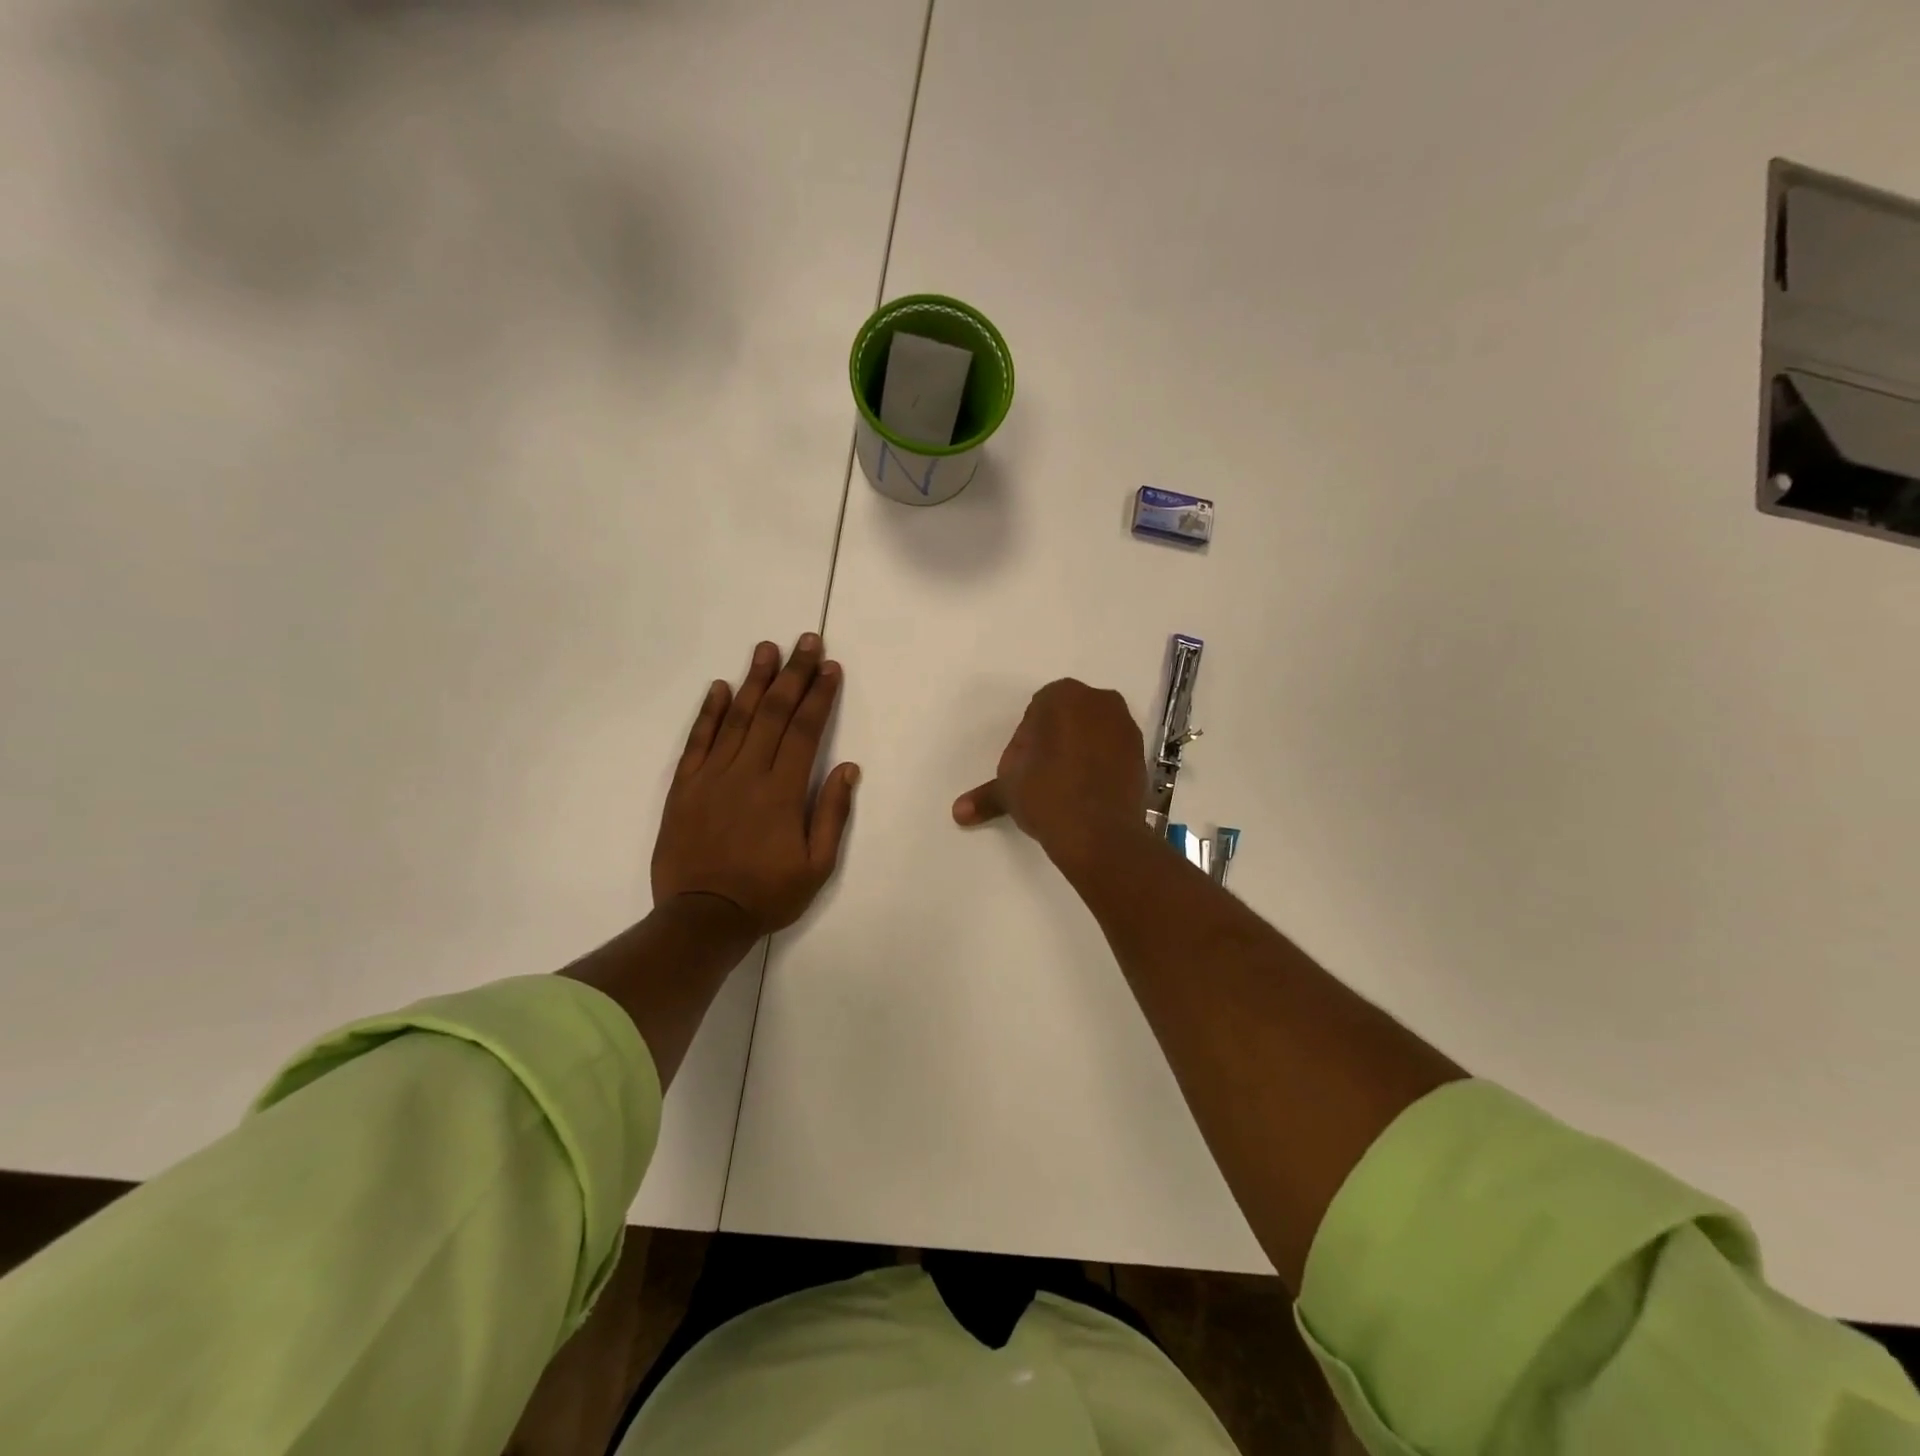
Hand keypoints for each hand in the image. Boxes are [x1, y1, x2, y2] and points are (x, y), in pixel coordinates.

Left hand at [652, 635, 858, 935]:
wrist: (701, 918)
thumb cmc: (767, 894)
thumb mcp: (817, 866)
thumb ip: (832, 814)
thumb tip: (847, 768)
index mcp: (783, 791)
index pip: (806, 730)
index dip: (820, 695)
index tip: (830, 667)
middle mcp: (748, 773)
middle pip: (775, 713)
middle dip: (793, 674)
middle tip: (806, 640)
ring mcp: (712, 776)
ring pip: (737, 718)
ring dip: (755, 681)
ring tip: (767, 648)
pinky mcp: (684, 787)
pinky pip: (698, 741)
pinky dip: (709, 712)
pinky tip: (720, 688)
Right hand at [951, 678, 1148, 864]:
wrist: (1098, 832)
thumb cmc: (1046, 794)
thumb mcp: (1008, 789)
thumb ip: (985, 795)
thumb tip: (958, 812)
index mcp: (1062, 695)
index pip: (1036, 712)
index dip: (1027, 741)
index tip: (1025, 769)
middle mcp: (1099, 700)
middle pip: (1067, 718)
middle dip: (1055, 742)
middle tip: (1043, 778)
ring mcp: (1126, 725)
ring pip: (1092, 733)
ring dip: (1079, 752)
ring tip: (1067, 788)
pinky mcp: (1142, 753)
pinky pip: (1112, 753)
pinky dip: (1101, 766)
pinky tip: (1089, 793)